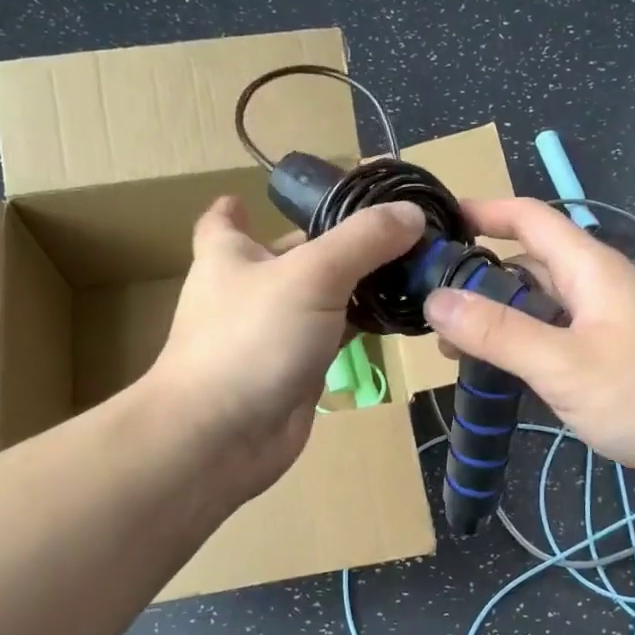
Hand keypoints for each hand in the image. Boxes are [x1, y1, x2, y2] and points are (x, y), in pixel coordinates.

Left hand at [151, 195, 425, 501]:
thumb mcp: (312, 275)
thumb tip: (412, 212)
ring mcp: (273, 332)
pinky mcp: (297, 369)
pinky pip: (334, 335)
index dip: (242, 205)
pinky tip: (398, 314)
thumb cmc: (251, 339)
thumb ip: (364, 240)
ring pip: (320, 297)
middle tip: (395, 226)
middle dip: (334, 240)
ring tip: (412, 264)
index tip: (268, 197)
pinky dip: (362, 324)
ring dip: (357, 284)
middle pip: (293, 254)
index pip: (226, 219)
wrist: (221, 437)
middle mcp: (248, 289)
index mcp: (230, 254)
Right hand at [423, 198, 634, 498]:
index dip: (483, 211)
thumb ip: (499, 333)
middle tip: (428, 305)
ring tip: (449, 348)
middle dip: (478, 277)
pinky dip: (521, 347)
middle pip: (527, 265)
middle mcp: (594, 287)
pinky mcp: (608, 358)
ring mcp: (603, 324)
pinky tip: (496, 372)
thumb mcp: (565, 364)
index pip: (529, 218)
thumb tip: (436, 300)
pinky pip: (553, 339)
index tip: (436, 224)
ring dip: (496, 319)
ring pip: (538, 307)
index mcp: (589, 269)